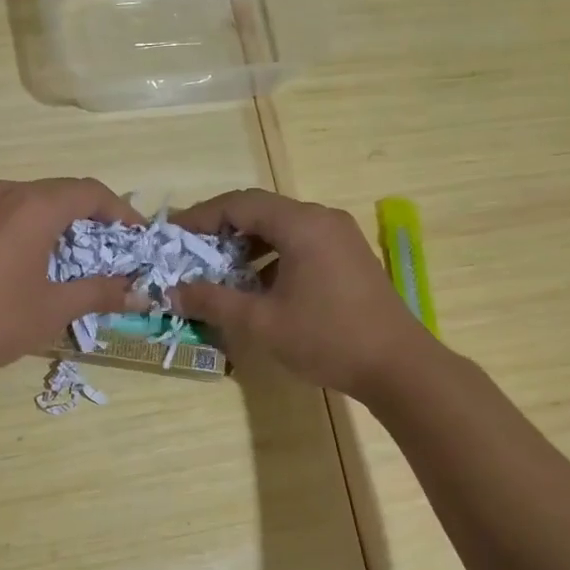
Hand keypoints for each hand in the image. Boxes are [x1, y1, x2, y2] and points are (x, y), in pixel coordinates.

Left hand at [0, 178, 145, 382]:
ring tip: (77, 259)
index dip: (121, 212)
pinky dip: (32, 230)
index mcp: (35, 205)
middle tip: (112, 252)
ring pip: (32, 203)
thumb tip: (139, 293)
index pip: (91, 192)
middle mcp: (6, 192)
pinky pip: (8, 214)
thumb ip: (99, 293)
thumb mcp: (54, 308)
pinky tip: (35, 262)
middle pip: (62, 194)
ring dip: (61, 225)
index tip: (138, 238)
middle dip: (92, 220)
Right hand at [169, 189, 432, 400]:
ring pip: (282, 228)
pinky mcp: (349, 257)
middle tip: (191, 253)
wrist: (397, 365)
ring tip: (218, 272)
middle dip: (222, 230)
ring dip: (247, 245)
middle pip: (261, 211)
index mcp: (301, 224)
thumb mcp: (261, 322)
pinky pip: (301, 244)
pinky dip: (272, 257)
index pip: (240, 203)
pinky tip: (257, 286)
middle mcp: (322, 219)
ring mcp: (340, 237)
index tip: (172, 234)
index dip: (201, 216)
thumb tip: (172, 292)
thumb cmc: (326, 338)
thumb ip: (213, 301)